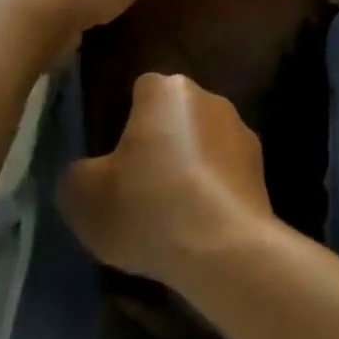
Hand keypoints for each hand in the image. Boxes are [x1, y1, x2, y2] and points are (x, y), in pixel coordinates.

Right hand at [57, 73, 278, 287]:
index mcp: (168, 90)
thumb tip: (88, 172)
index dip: (124, 120)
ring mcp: (242, 132)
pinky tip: (198, 226)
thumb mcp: (83, 196)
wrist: (225, 249)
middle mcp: (210, 98)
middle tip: (137, 185)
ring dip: (189, 166)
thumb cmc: (147, 207)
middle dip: (159, 141)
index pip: (140, 90)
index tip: (113, 157)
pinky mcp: (261, 169)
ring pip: (202, 143)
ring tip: (169, 213)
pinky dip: (211, 190)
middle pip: (174, 115)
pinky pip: (223, 173)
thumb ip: (77, 173)